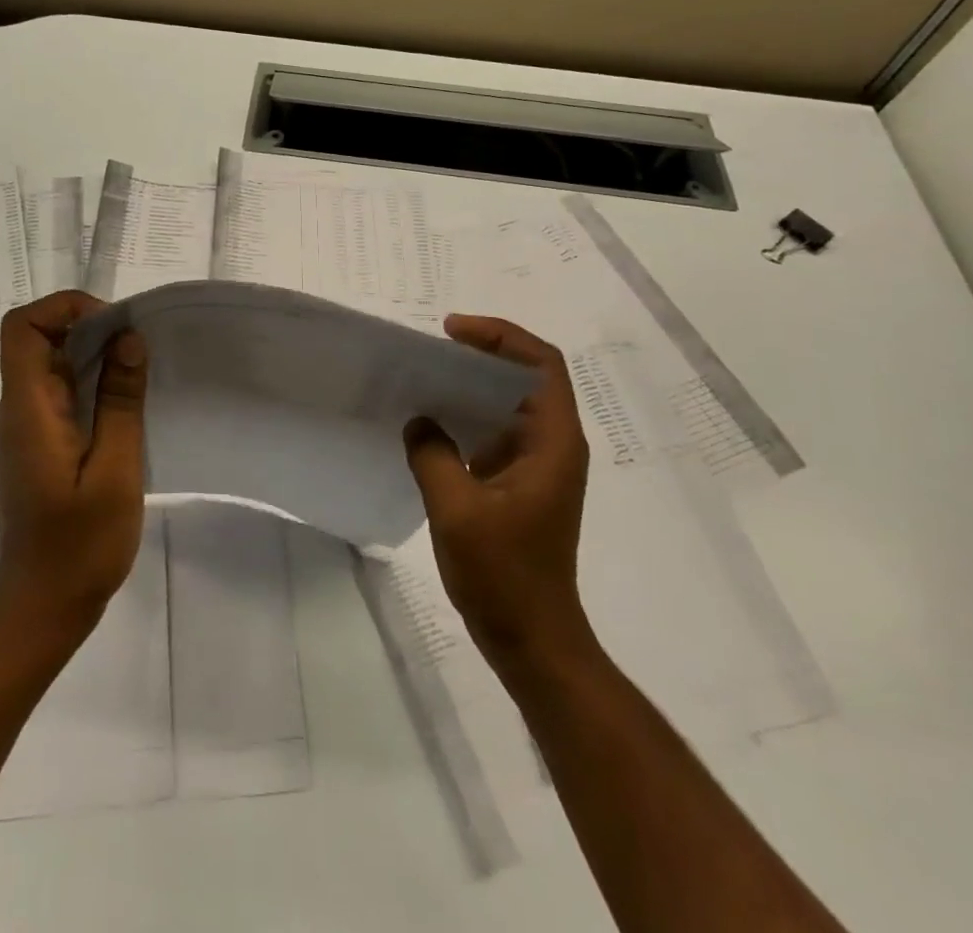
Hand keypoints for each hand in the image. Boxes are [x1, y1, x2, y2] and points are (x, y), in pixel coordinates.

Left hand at [0, 292, 148, 641]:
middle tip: (141, 347)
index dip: (65, 308)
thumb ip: (120, 401)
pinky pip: (64, 393)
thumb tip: (128, 339)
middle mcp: (20, 409)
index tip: (115, 326)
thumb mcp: (114, 470)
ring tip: (143, 371)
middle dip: (91, 328)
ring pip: (54, 365)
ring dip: (97, 356)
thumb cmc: (79, 545)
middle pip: (41, 339)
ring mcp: (29, 427)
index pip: (23, 327)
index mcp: (29, 409)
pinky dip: (95, 383)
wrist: (43, 607)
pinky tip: (130, 403)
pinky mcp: (42, 444)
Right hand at [404, 315, 593, 662]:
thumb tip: (420, 421)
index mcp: (553, 442)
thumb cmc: (505, 576)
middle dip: (482, 353)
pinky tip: (431, 422)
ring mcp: (538, 465)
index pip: (541, 363)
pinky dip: (467, 416)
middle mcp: (553, 445)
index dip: (501, 336)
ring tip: (426, 377)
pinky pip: (495, 431)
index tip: (452, 332)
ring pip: (509, 403)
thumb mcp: (457, 510)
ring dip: (472, 384)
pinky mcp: (520, 483)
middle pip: (526, 376)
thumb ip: (433, 455)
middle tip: (432, 349)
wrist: (534, 640)